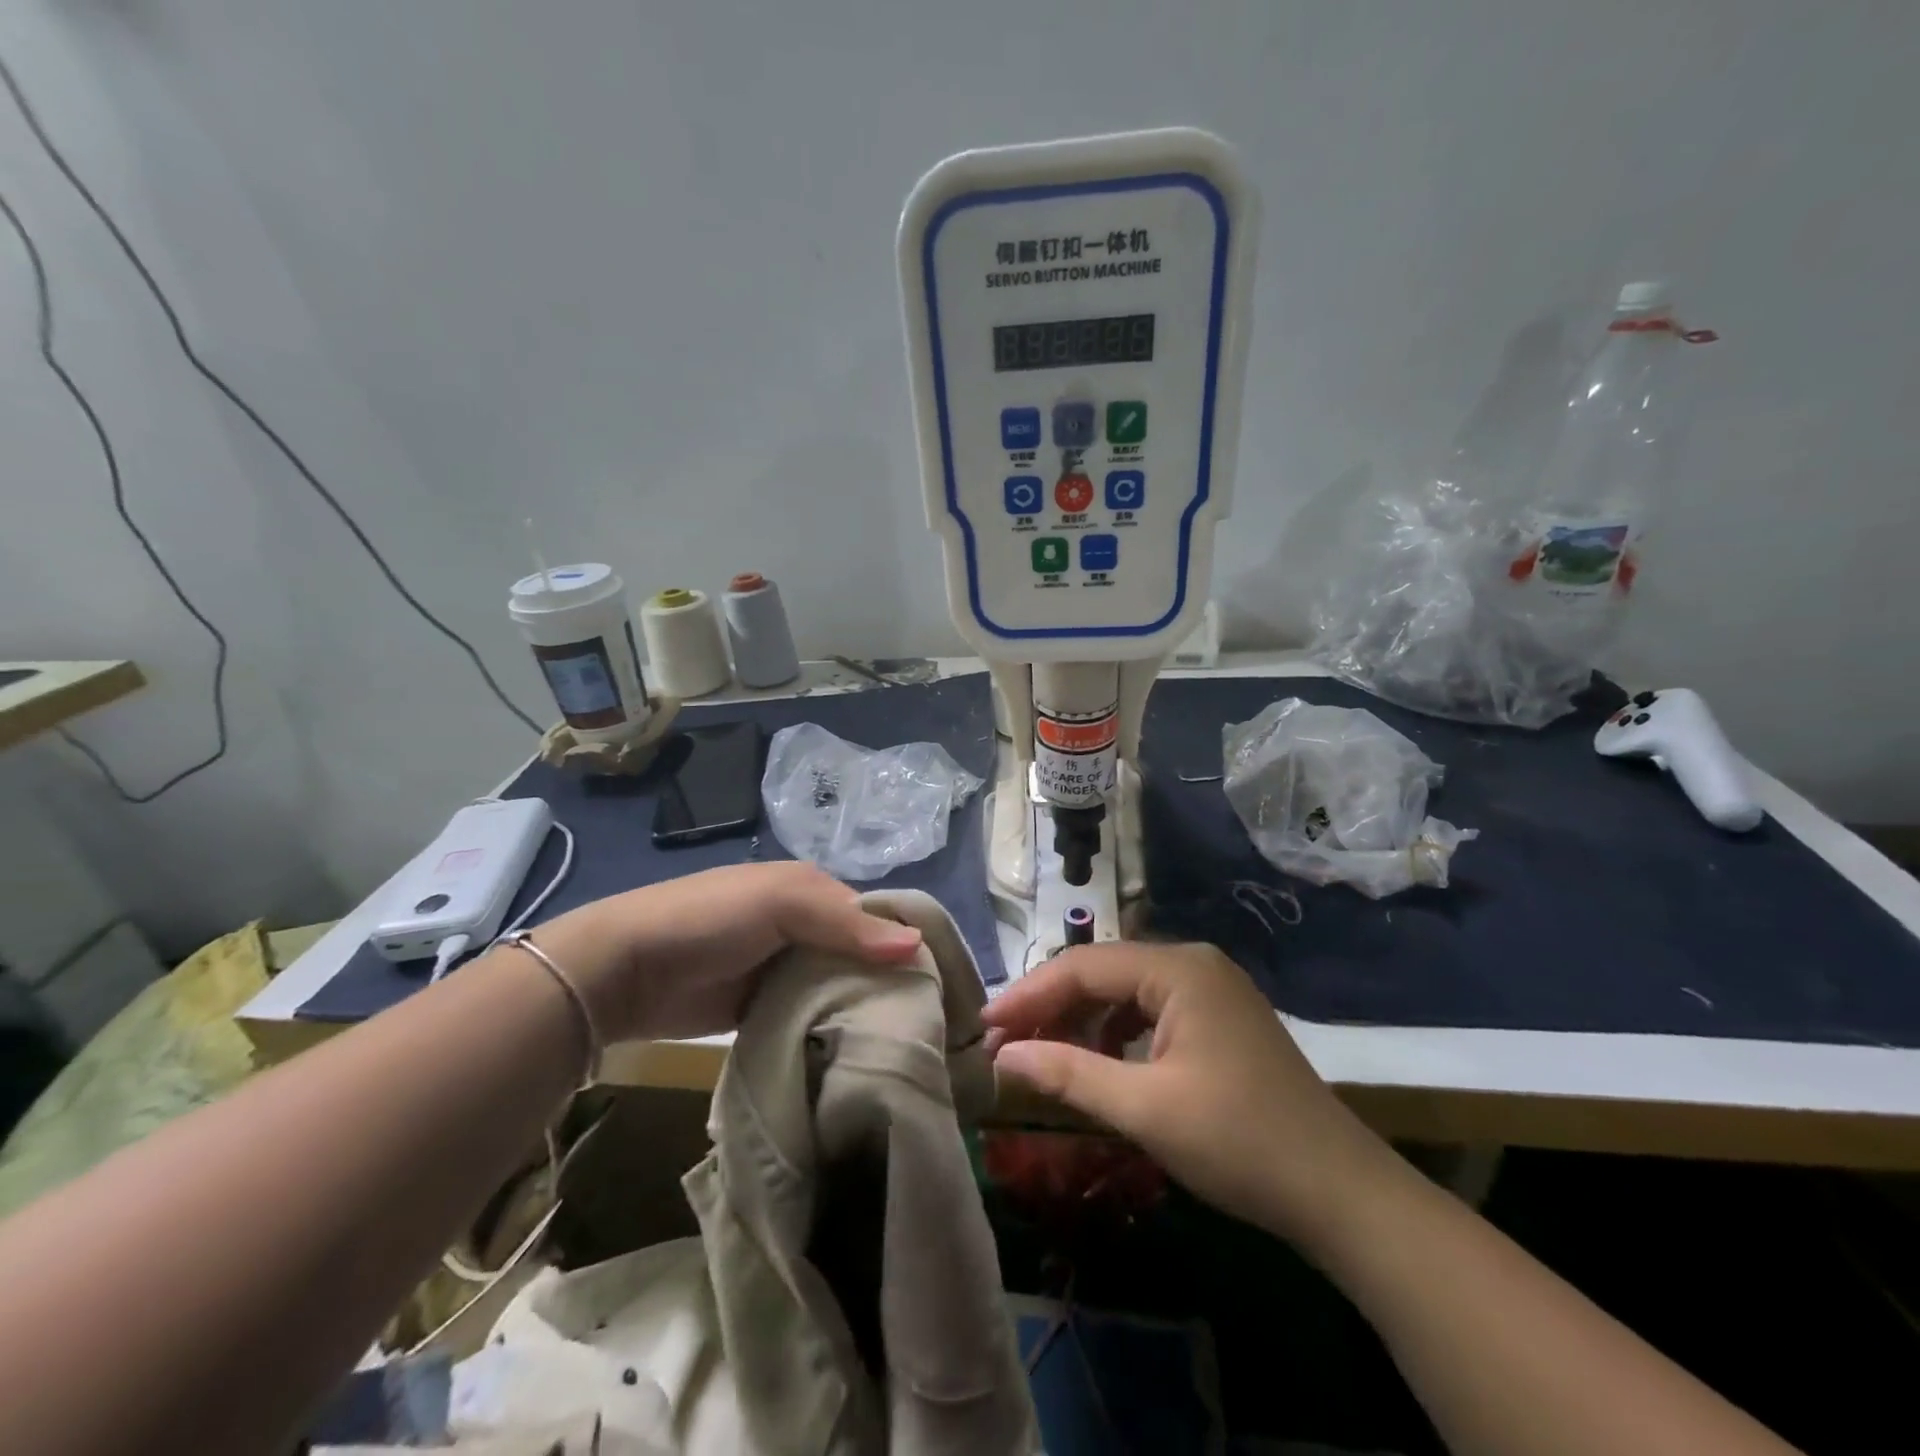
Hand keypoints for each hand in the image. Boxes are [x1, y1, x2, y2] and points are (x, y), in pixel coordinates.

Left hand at [526, 863, 923, 1041]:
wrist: (625, 970)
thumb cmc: (709, 918)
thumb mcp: (781, 902)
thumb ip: (846, 923)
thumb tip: (917, 945)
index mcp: (813, 890)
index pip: (875, 918)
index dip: (904, 946)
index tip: (937, 988)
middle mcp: (805, 927)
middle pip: (860, 956)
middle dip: (885, 985)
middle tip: (922, 1027)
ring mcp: (783, 969)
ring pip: (837, 988)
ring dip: (858, 1011)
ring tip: (898, 1047)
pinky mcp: (765, 1007)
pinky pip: (809, 1016)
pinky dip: (828, 1030)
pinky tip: (855, 1054)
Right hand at [984, 941, 1397, 1243]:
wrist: (1340, 1192)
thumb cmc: (1238, 1142)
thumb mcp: (1144, 1109)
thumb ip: (1067, 1073)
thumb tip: (1001, 1055)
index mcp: (1178, 968)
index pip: (1083, 966)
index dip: (1028, 995)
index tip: (984, 1027)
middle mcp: (1193, 963)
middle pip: (1102, 973)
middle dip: (1051, 1007)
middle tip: (1003, 1044)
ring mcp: (1210, 989)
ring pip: (1124, 991)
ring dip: (1080, 1020)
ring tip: (1040, 1054)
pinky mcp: (1218, 1018)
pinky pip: (1149, 1011)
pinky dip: (1114, 1033)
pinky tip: (1097, 1062)